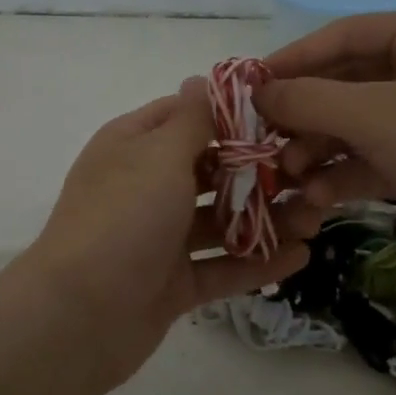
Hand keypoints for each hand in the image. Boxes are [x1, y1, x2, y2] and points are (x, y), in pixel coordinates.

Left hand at [19, 79, 315, 393]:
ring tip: (316, 219)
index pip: (185, 116)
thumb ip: (191, 120)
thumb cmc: (123, 218)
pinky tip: (300, 257)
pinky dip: (255, 262)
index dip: (231, 114)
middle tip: (311, 176)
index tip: (283, 116)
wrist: (79, 316)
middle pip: (209, 171)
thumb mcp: (159, 156)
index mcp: (133, 147)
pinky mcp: (171, 284)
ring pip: (220, 222)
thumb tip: (200, 78)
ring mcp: (158, 239)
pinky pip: (220, 267)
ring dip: (265, 219)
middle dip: (259, 173)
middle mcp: (145, 187)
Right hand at [256, 11, 395, 295]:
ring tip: (288, 178)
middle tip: (263, 144)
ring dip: (317, 150)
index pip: (338, 37)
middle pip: (341, 84)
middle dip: (302, 117)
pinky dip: (343, 175)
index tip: (245, 91)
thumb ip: (309, 100)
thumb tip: (257, 92)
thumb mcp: (377, 117)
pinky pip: (371, 157)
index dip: (289, 62)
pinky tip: (318, 199)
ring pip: (352, 125)